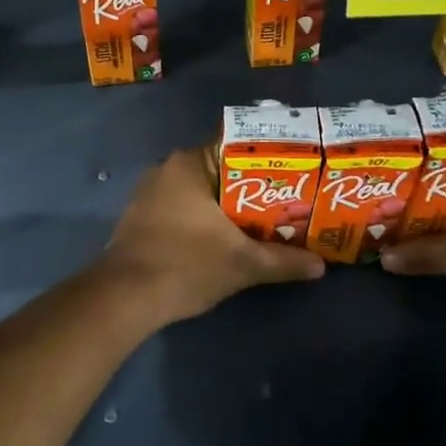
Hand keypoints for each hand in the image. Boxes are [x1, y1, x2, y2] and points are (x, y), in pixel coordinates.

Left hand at [94, 148, 324, 324]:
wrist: (124, 298)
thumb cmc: (186, 265)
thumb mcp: (243, 264)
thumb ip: (283, 261)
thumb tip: (320, 266)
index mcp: (190, 163)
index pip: (239, 147)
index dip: (269, 162)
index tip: (295, 177)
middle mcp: (168, 168)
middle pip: (222, 171)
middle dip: (253, 189)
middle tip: (287, 204)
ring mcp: (150, 193)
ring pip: (202, 192)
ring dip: (228, 207)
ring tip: (264, 223)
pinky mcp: (141, 217)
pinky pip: (183, 208)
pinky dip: (205, 219)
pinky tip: (226, 239)